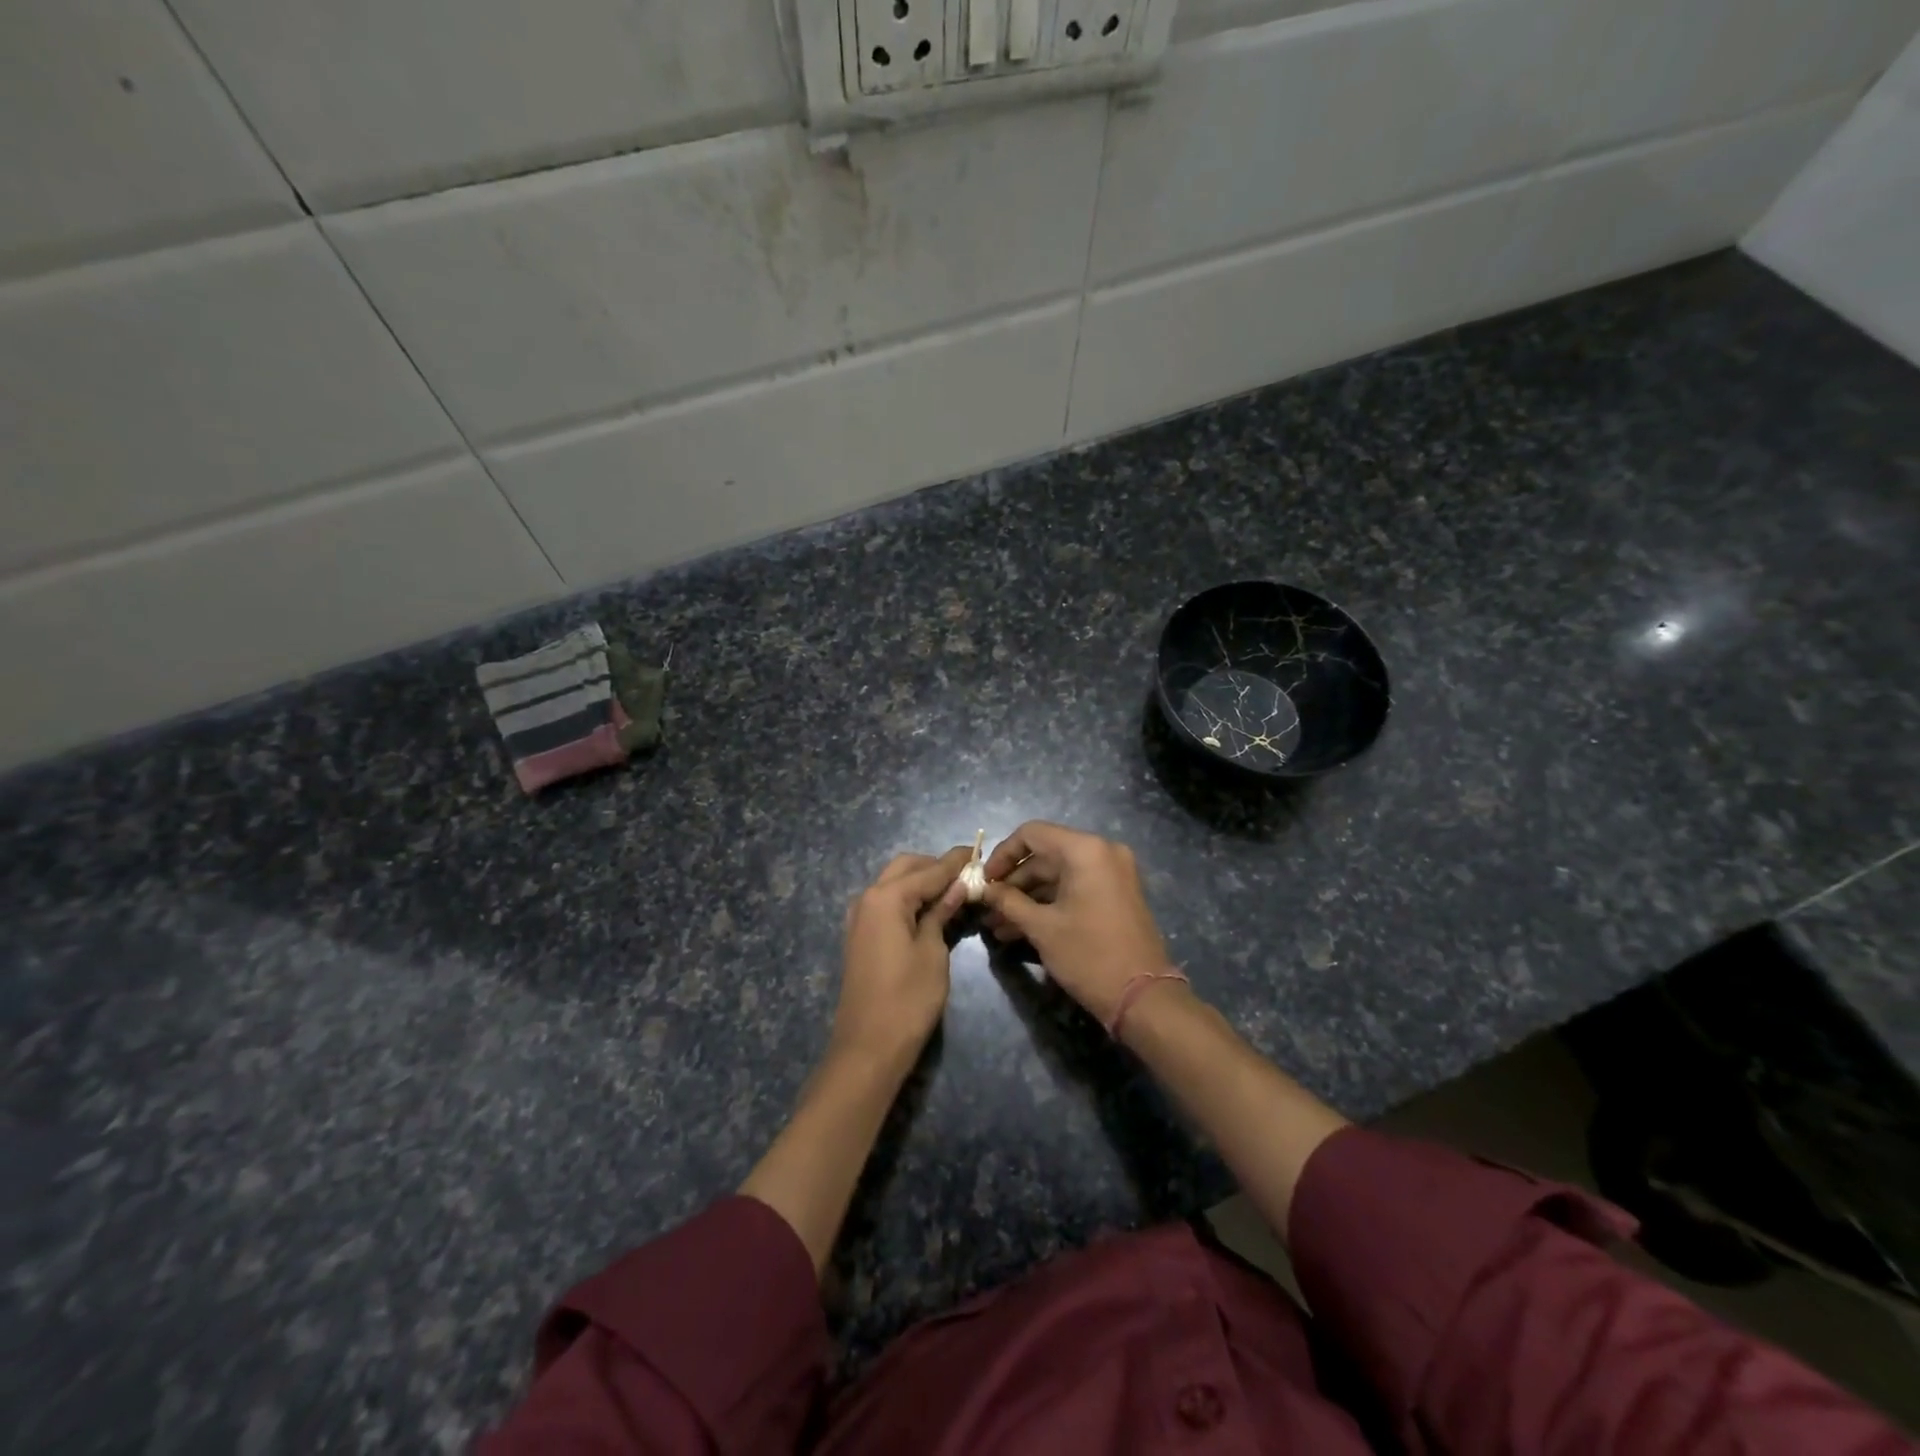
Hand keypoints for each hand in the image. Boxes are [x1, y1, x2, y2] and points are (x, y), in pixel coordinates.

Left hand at [832, 846, 972, 1068]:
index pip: (929, 870)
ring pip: (894, 883)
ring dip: (921, 881)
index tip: (978, 850)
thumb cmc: (908, 999)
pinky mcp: (860, 934)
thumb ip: (941, 913)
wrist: (868, 1047)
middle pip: (906, 867)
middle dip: (935, 866)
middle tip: (967, 876)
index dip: (956, 861)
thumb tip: (957, 886)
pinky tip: (931, 910)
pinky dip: (908, 898)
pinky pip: (887, 902)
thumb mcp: (933, 952)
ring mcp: (860, 917)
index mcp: (886, 897)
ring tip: (954, 892)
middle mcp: (868, 898)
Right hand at [980, 822, 1171, 1025]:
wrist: (1143, 998)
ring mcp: (1112, 873)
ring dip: (1027, 898)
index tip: (984, 881)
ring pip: (1058, 876)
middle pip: (1044, 855)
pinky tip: (1020, 929)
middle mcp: (1102, 852)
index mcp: (1085, 850)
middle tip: (987, 908)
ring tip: (997, 926)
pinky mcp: (1116, 895)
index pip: (1031, 834)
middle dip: (1013, 883)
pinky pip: (1074, 889)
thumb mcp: (1042, 928)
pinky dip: (1049, 904)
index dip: (1002, 855)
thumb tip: (985, 890)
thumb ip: (1008, 902)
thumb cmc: (1089, 955)